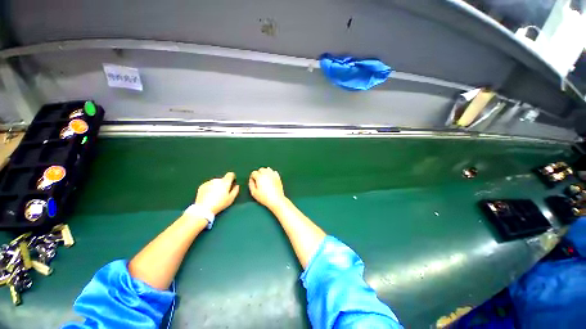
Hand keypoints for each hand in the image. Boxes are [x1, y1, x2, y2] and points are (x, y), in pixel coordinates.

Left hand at [194, 172, 239, 214]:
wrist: (203, 208)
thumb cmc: (219, 204)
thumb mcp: (231, 199)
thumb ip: (235, 190)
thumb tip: (237, 185)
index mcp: (225, 182)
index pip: (230, 174)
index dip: (232, 178)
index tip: (232, 183)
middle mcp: (217, 180)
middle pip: (223, 179)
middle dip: (224, 184)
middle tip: (223, 193)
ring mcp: (208, 182)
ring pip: (215, 182)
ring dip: (217, 186)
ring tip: (215, 195)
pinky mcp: (202, 186)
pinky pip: (209, 185)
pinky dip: (210, 188)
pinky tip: (209, 196)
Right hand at [249, 167, 286, 209]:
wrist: (276, 199)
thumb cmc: (264, 197)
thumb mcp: (254, 192)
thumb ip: (251, 184)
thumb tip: (251, 180)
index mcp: (260, 177)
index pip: (254, 173)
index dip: (252, 177)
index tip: (253, 182)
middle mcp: (266, 174)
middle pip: (261, 169)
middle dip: (258, 173)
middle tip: (259, 180)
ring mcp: (273, 174)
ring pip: (267, 169)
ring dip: (265, 172)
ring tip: (264, 179)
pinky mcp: (278, 177)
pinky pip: (273, 172)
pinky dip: (271, 173)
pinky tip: (270, 178)